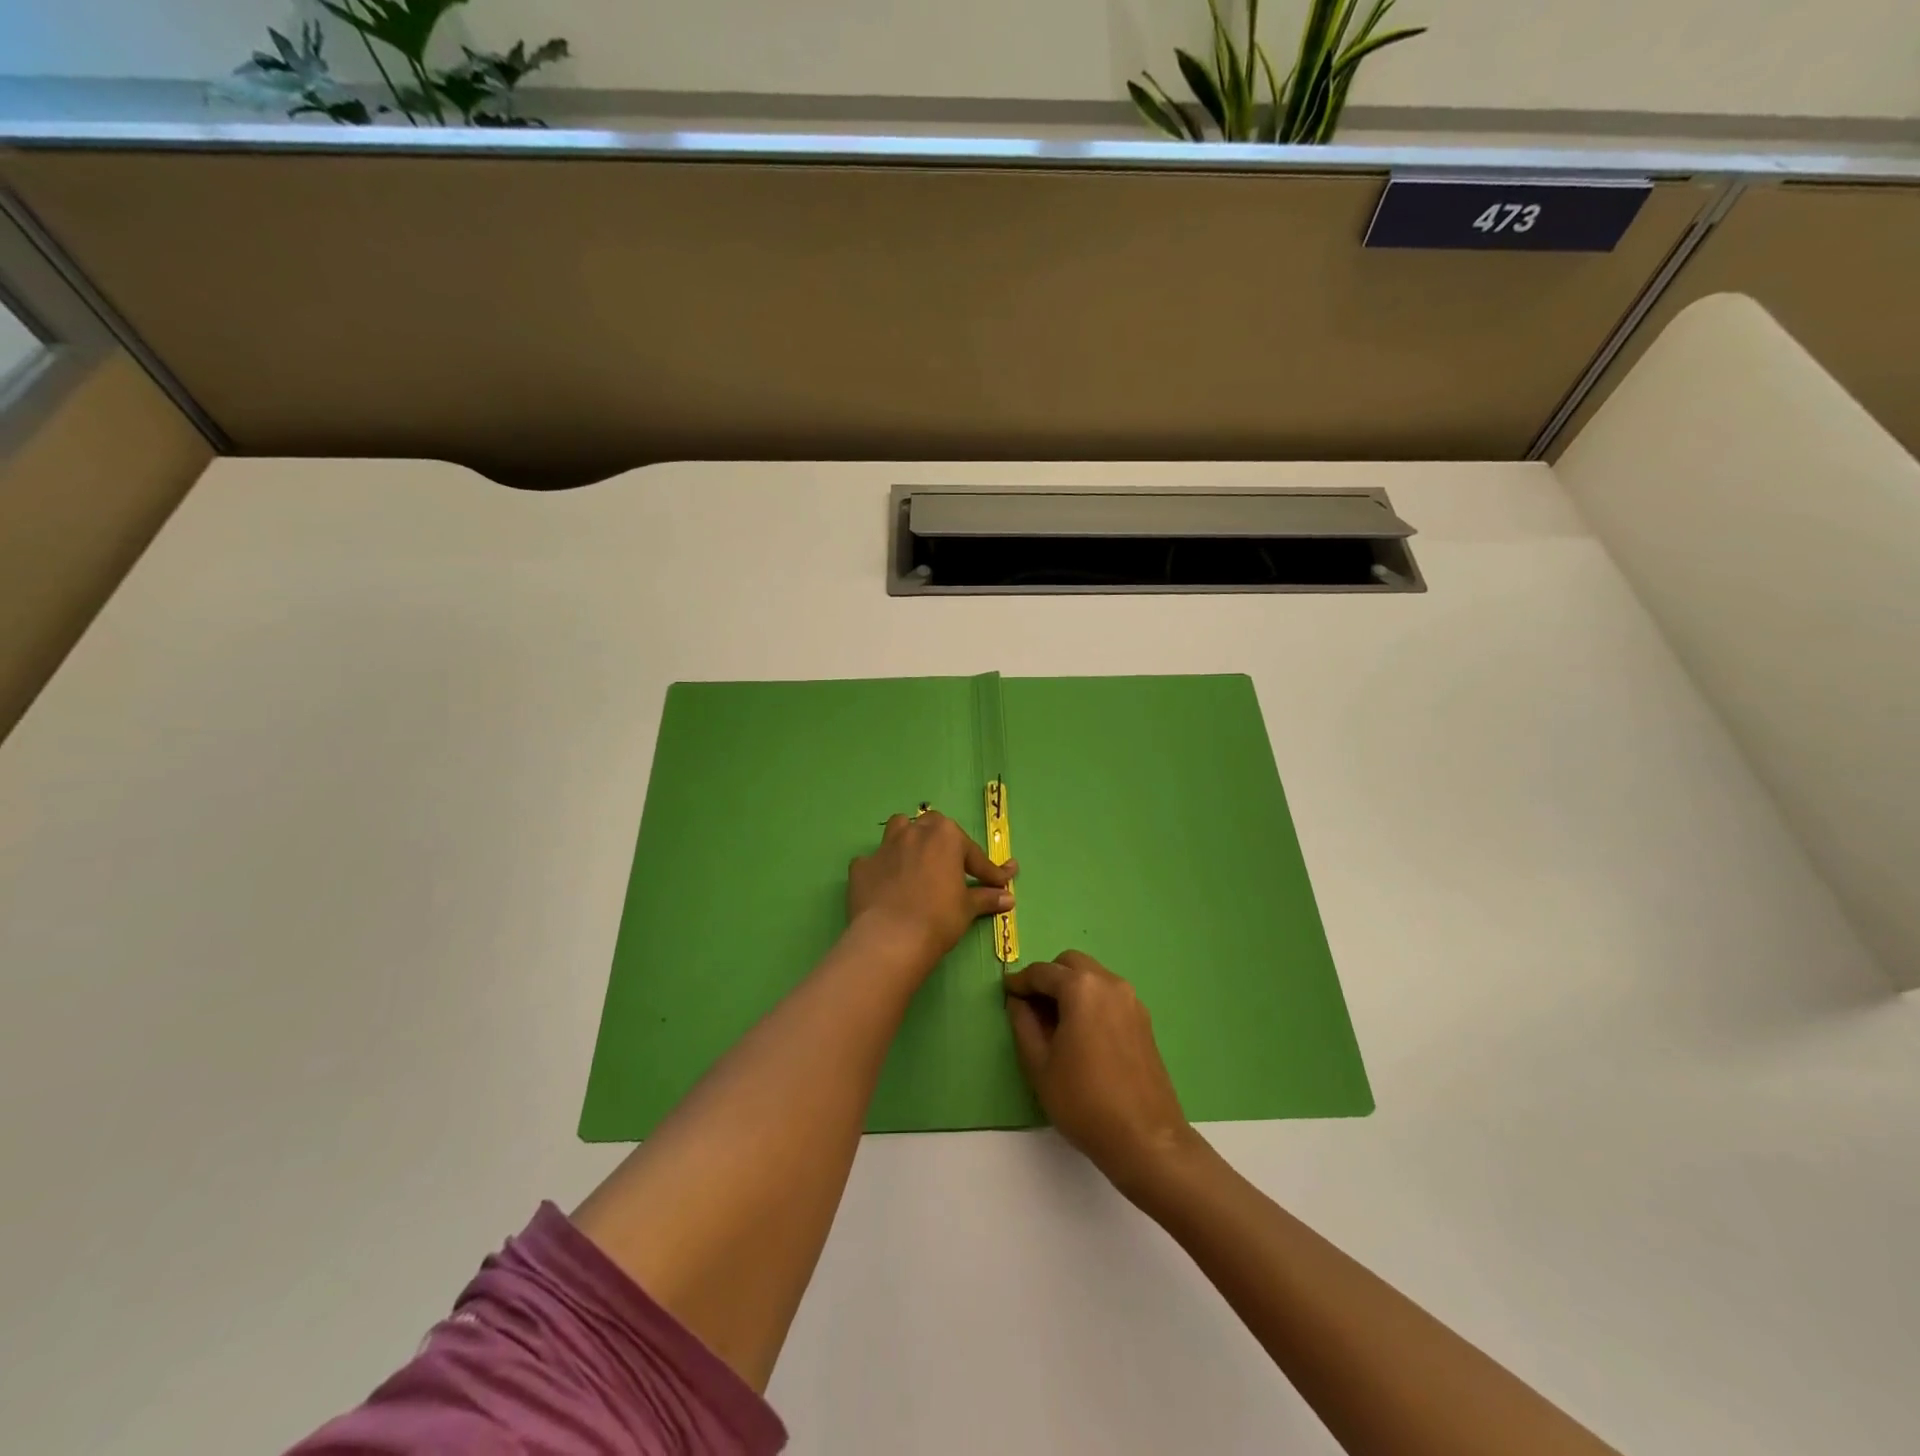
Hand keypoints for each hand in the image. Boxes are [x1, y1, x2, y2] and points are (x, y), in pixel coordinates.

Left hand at [846, 810, 1016, 977]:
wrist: (891, 938)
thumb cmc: (939, 918)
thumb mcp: (968, 908)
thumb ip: (987, 897)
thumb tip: (1008, 898)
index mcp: (945, 835)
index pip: (973, 853)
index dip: (988, 871)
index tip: (1000, 884)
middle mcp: (914, 832)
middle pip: (932, 826)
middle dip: (943, 842)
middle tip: (952, 866)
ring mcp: (884, 847)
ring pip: (898, 829)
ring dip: (908, 840)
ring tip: (915, 861)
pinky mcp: (861, 866)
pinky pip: (873, 861)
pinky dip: (881, 870)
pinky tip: (886, 887)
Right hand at [1004, 951, 1197, 1192]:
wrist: (1145, 1139)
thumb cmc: (1083, 1102)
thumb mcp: (1039, 1065)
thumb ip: (1023, 1024)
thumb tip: (1018, 1001)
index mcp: (1082, 988)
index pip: (1043, 972)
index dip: (1021, 981)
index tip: (1006, 992)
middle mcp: (1110, 983)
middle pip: (1071, 964)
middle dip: (1048, 977)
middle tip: (1031, 1006)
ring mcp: (1132, 1001)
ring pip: (1093, 977)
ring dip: (1071, 987)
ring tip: (1054, 1022)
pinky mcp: (1143, 1020)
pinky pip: (1109, 995)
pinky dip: (1090, 1000)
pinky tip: (1081, 1033)